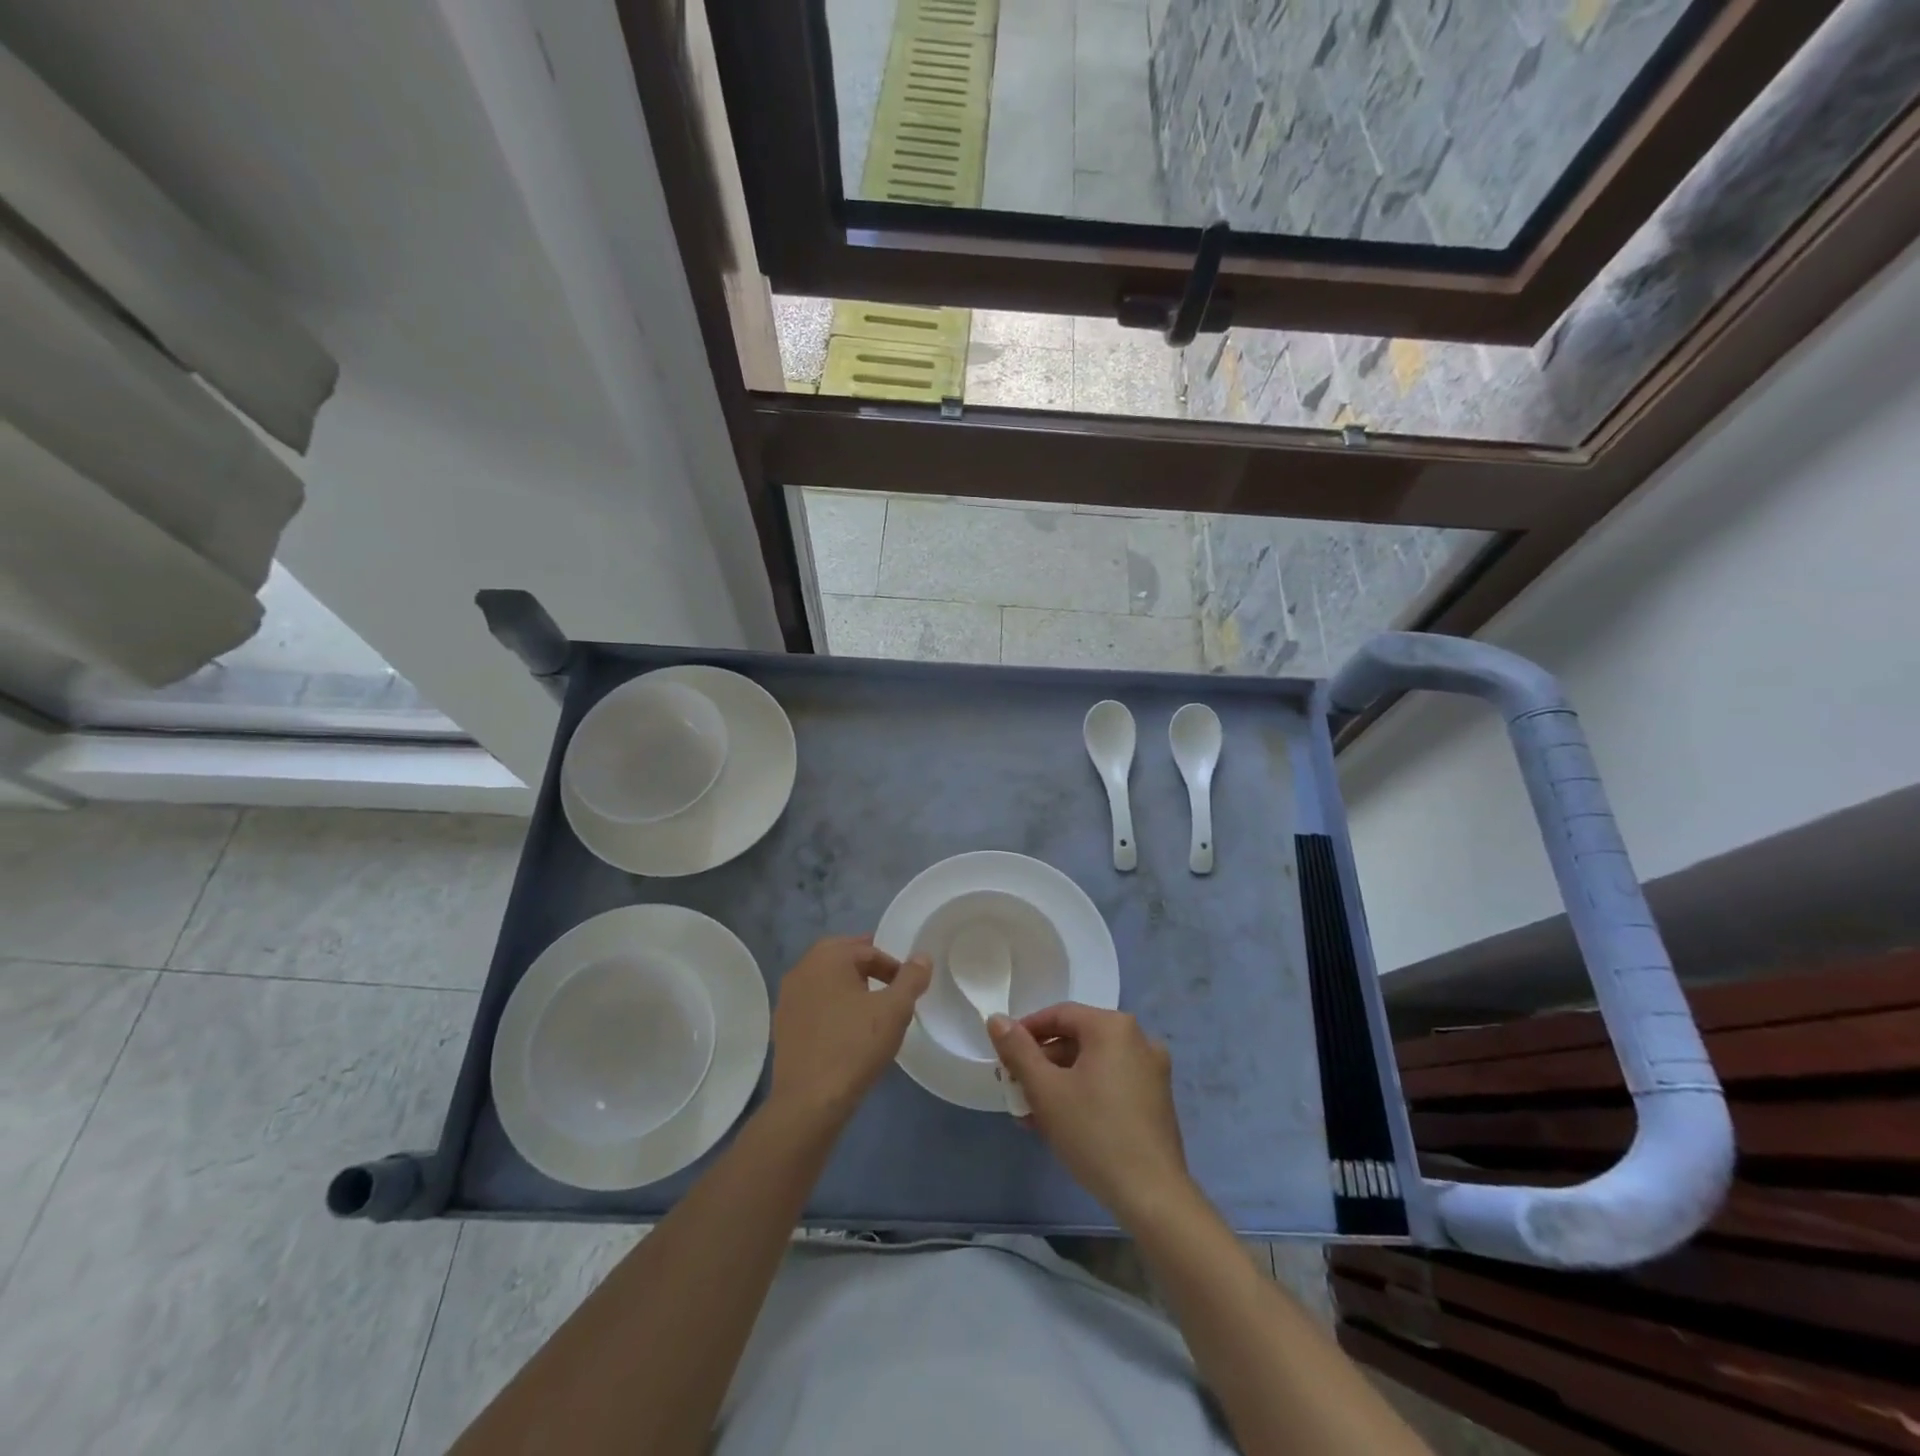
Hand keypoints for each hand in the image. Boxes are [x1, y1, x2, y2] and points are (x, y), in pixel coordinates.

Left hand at [769, 936, 930, 1127]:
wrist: (809, 1101)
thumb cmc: (855, 1046)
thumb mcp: (895, 1010)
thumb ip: (911, 978)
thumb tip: (922, 957)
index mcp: (827, 958)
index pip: (867, 950)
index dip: (892, 965)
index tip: (906, 988)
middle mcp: (802, 970)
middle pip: (840, 957)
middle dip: (866, 966)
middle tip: (889, 984)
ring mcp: (787, 998)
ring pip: (824, 980)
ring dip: (847, 985)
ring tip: (869, 1006)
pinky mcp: (782, 1026)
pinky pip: (812, 1003)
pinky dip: (831, 1006)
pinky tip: (845, 1029)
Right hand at [989, 1004, 1191, 1224]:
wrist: (1152, 1195)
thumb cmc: (1094, 1132)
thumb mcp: (1046, 1090)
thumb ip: (1018, 1050)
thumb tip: (997, 1018)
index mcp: (1113, 1027)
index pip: (1059, 1014)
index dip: (1026, 1032)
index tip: (1003, 1056)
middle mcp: (1138, 1039)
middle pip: (1077, 1039)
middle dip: (1041, 1063)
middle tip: (1015, 1088)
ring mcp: (1152, 1070)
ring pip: (1093, 1065)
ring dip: (1059, 1083)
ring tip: (1031, 1114)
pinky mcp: (1157, 1099)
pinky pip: (1111, 1083)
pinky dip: (1084, 1094)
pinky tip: (1061, 1124)